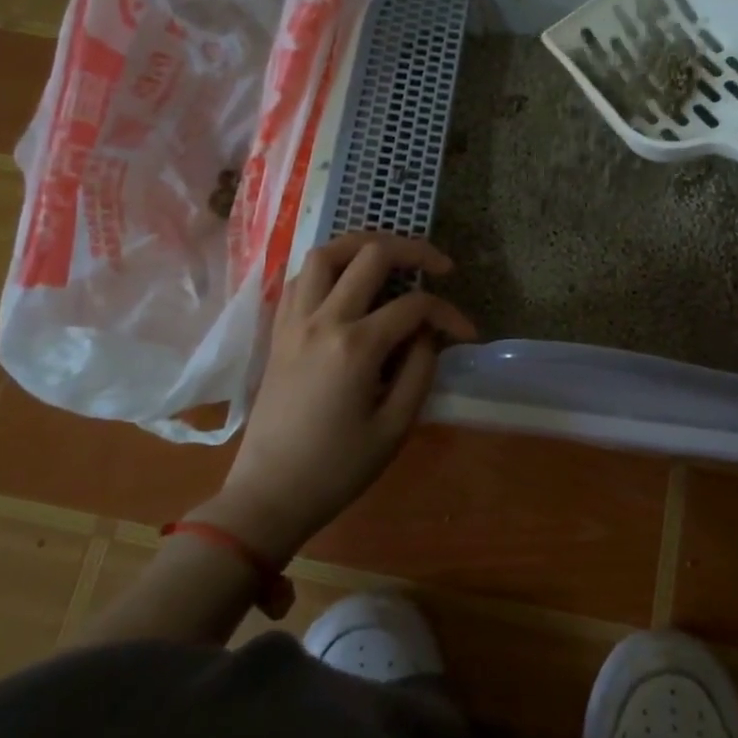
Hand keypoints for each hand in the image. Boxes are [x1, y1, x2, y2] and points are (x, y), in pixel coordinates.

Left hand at [193, 232, 475, 563]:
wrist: (269, 494)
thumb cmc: (337, 469)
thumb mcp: (395, 427)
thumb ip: (420, 369)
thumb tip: (428, 333)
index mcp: (355, 346)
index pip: (413, 306)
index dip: (448, 312)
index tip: (467, 332)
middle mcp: (322, 320)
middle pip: (370, 255)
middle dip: (413, 249)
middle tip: (439, 265)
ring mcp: (294, 321)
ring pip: (325, 253)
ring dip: (363, 244)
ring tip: (391, 255)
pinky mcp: (278, 331)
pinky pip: (300, 278)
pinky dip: (328, 267)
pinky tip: (348, 282)